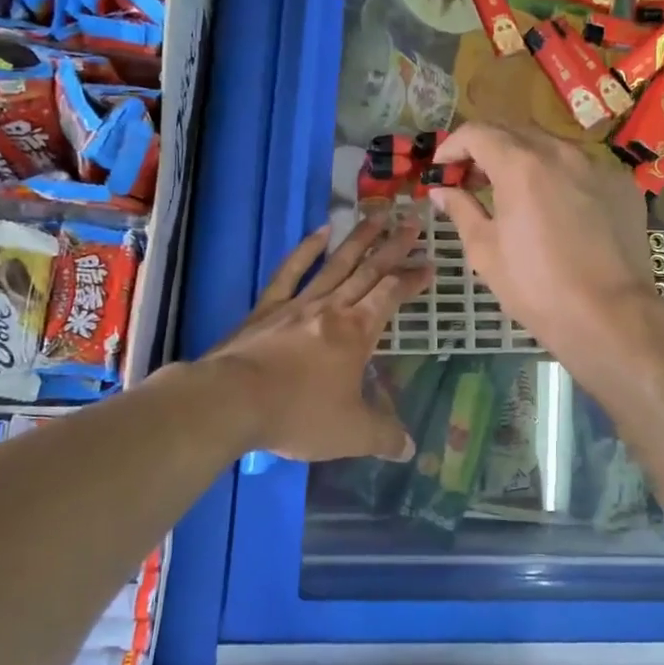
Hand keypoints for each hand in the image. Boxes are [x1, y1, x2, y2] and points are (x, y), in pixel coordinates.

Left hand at [204, 213, 430, 461]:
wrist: (232, 401)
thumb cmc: (298, 413)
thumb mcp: (351, 434)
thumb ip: (384, 437)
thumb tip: (410, 449)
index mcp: (357, 332)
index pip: (391, 295)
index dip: (412, 279)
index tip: (430, 264)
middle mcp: (331, 308)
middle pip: (368, 270)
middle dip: (393, 247)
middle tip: (413, 222)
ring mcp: (297, 304)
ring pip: (335, 263)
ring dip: (359, 238)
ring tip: (377, 215)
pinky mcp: (266, 308)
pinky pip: (290, 272)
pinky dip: (306, 249)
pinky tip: (320, 231)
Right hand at [426, 124, 655, 366]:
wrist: (609, 315)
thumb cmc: (536, 287)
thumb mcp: (485, 251)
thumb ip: (461, 211)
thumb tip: (442, 191)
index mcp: (521, 165)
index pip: (477, 132)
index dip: (452, 146)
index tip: (442, 169)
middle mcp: (561, 152)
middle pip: (514, 131)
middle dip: (486, 148)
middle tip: (471, 180)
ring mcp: (597, 165)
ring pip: (551, 146)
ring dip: (524, 159)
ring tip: (513, 193)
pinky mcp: (622, 184)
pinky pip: (582, 167)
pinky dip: (559, 176)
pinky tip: (556, 208)